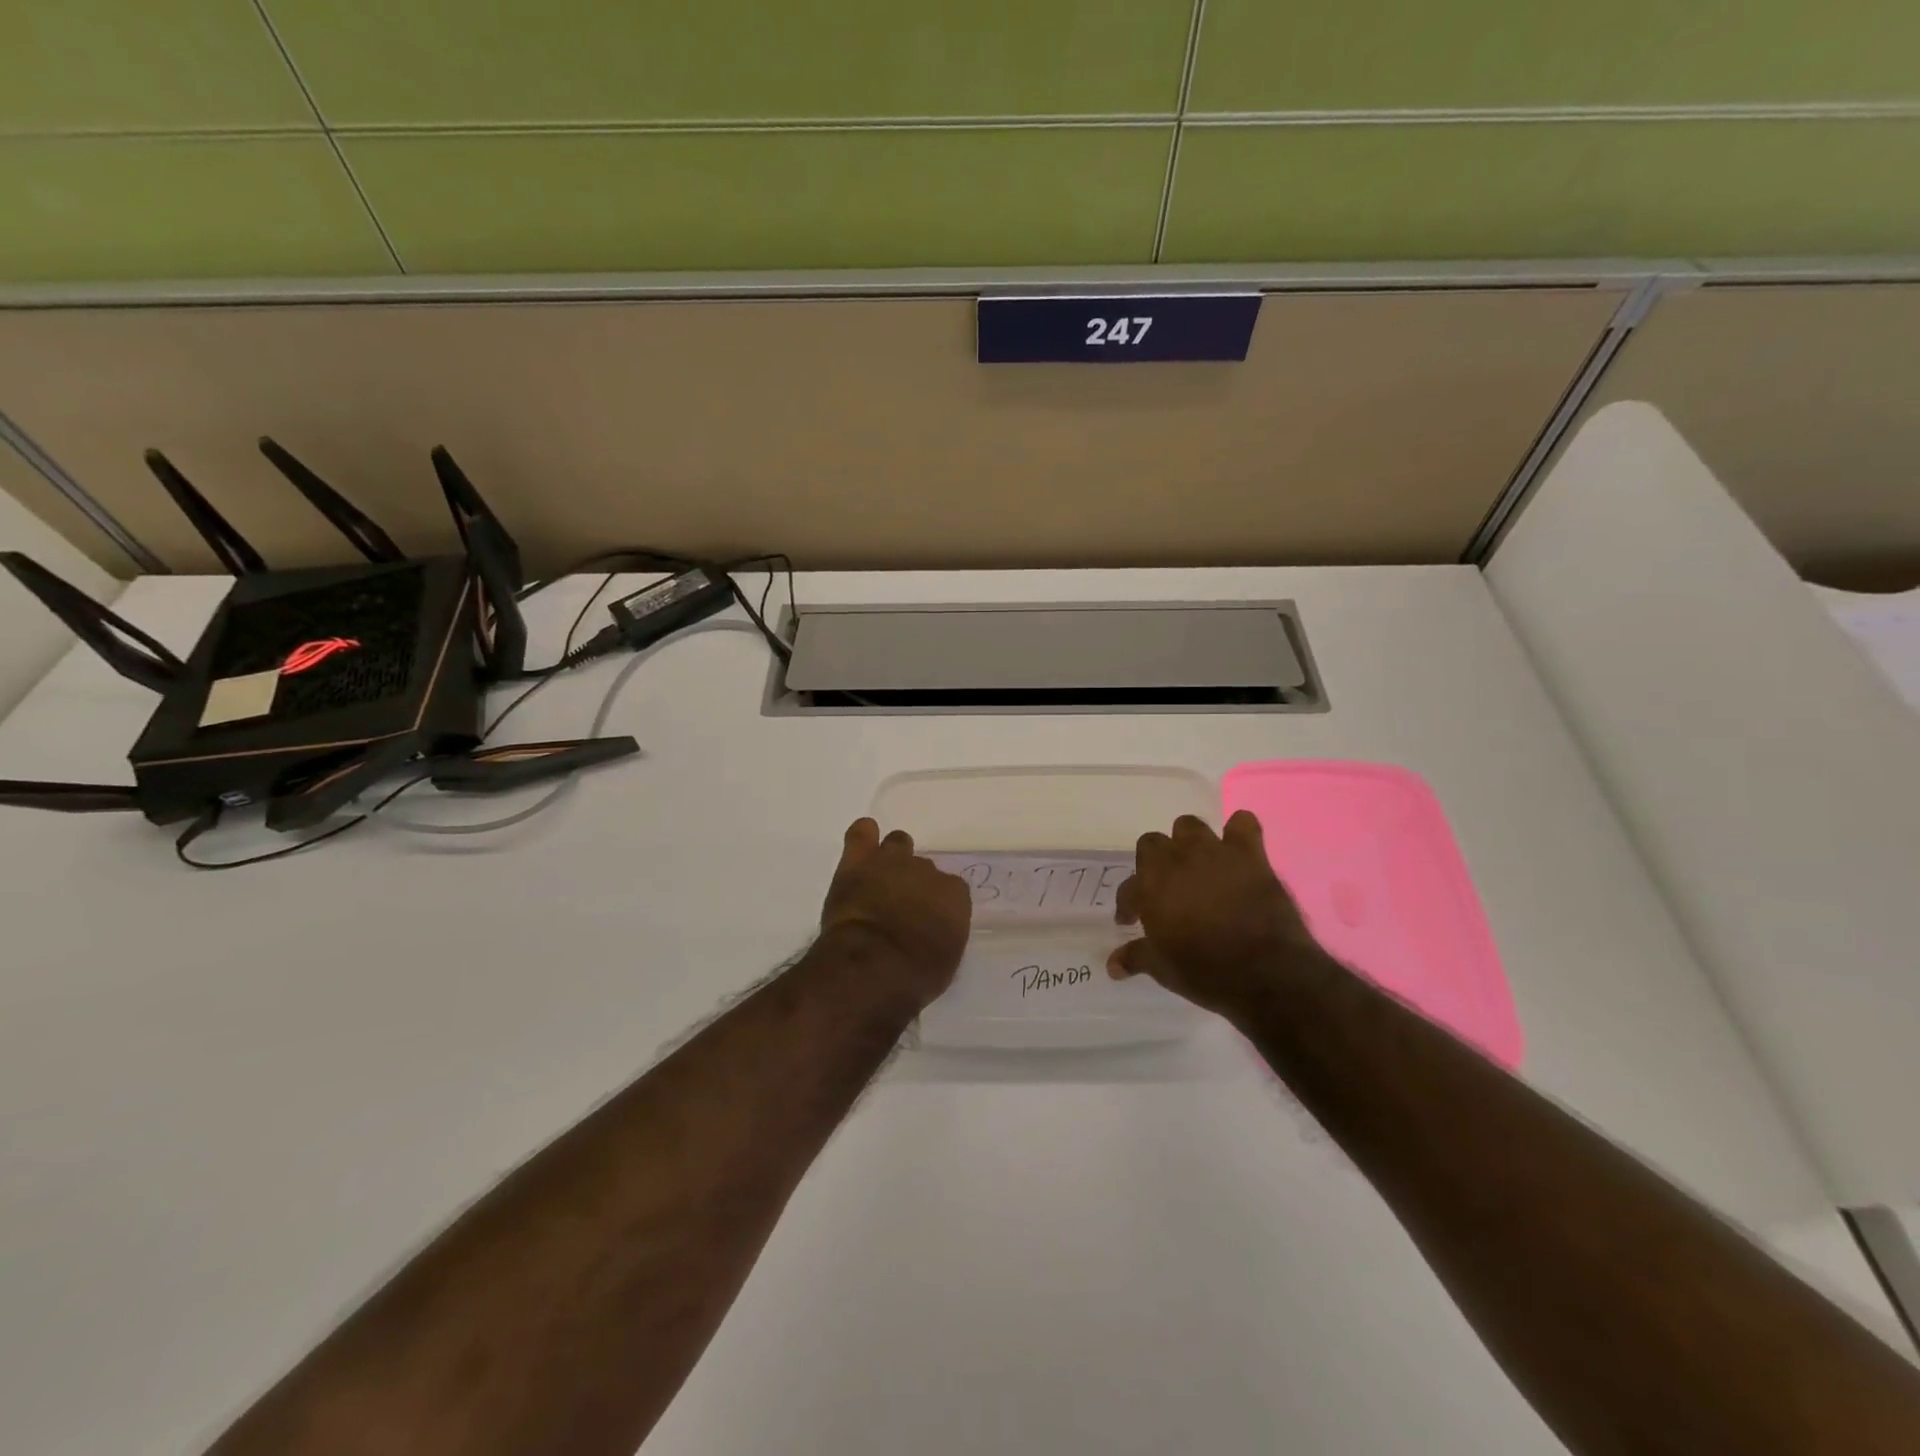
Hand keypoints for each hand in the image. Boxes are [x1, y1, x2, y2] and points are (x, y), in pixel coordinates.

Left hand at [818, 818, 971, 1009]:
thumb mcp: (944, 961)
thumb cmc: (916, 975)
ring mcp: (892, 862)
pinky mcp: (859, 861)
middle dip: (913, 883)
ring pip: (897, 844)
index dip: (936, 904)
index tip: (925, 920)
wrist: (875, 966)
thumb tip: (930, 933)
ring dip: (891, 858)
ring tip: (880, 877)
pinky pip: (861, 833)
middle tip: (899, 905)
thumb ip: (941, 936)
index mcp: (954, 896)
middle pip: (923, 868)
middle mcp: (928, 871)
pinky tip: (862, 843)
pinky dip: (863, 836)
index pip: (950, 890)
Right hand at [1108, 811, 1326, 1018]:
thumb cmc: (1207, 972)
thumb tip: (1113, 966)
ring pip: (1189, 826)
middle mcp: (1176, 860)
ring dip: (1188, 843)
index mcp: (1150, 887)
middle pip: (1152, 844)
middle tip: (1163, 889)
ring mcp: (1214, 853)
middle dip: (1153, 864)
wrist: (1267, 974)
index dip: (1128, 905)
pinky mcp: (1250, 855)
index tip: (1131, 920)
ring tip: (1195, 865)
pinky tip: (1236, 849)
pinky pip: (1243, 824)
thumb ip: (1136, 958)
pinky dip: (1238, 832)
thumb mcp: (1163, 970)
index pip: (1128, 888)